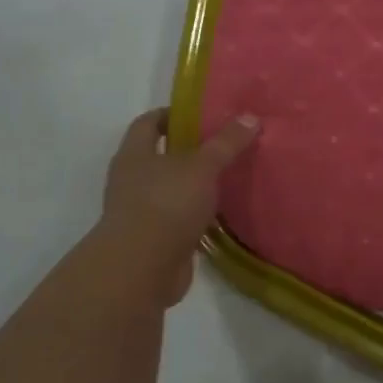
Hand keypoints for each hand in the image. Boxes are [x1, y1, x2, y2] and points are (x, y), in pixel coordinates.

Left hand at [99, 108, 258, 305]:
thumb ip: (226, 143)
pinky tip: (221, 212)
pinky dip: (196, 214)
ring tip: (227, 176)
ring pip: (170, 188)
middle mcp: (131, 180)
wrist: (141, 269)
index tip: (201, 113)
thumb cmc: (166, 204)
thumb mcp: (202, 167)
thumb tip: (251, 116)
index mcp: (134, 155)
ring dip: (193, 184)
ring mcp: (140, 211)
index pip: (148, 123)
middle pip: (159, 156)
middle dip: (188, 150)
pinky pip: (178, 218)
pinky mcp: (154, 239)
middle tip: (223, 144)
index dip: (172, 114)